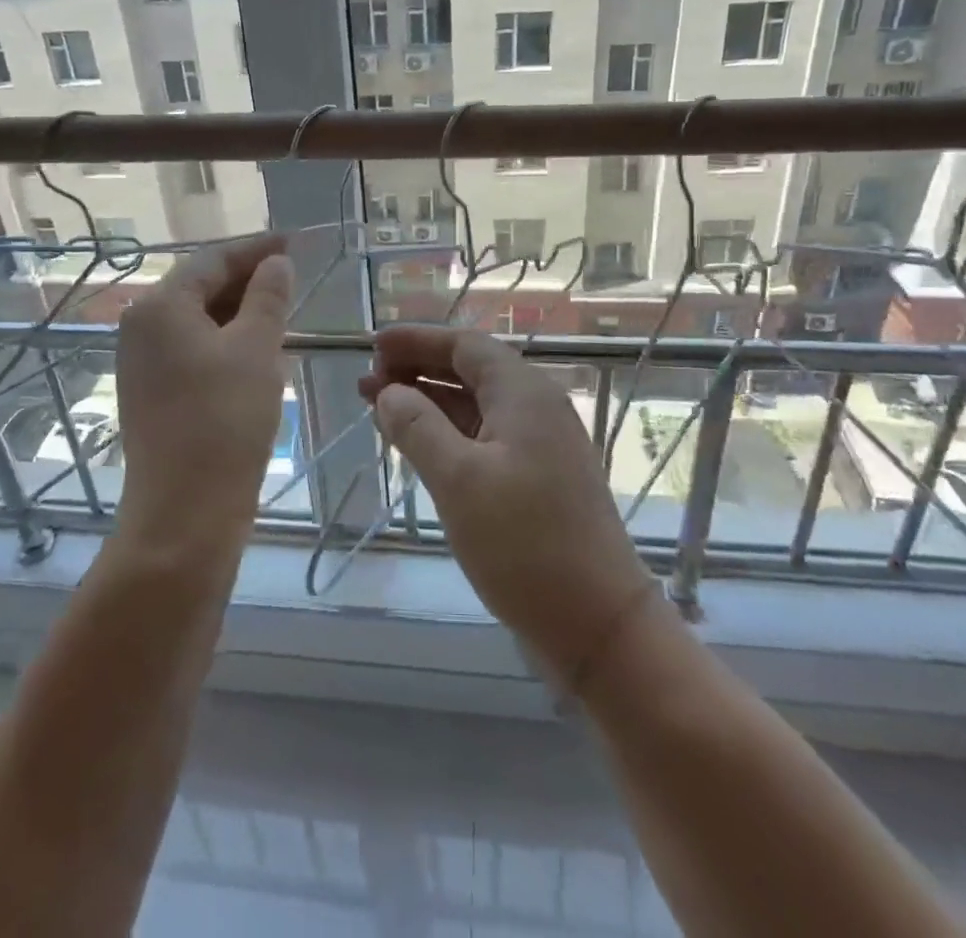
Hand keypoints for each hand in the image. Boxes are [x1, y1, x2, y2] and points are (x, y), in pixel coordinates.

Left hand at [114, 234, 292, 561]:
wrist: (185, 514)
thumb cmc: (224, 421)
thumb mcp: (257, 350)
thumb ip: (268, 297)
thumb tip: (276, 263)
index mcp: (160, 306)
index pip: (213, 259)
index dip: (256, 248)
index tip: (294, 241)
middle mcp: (142, 327)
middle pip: (200, 286)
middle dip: (248, 278)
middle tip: (293, 274)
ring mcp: (143, 363)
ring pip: (198, 319)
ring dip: (240, 310)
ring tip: (282, 307)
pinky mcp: (153, 392)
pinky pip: (193, 348)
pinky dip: (226, 340)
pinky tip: (257, 348)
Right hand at [359, 326, 655, 677]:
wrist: (598, 625)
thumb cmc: (526, 544)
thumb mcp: (459, 480)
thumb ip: (417, 428)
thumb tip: (388, 392)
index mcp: (524, 393)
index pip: (464, 345)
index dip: (417, 340)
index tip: (373, 344)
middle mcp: (536, 408)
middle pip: (469, 371)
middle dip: (417, 370)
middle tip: (367, 380)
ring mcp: (540, 445)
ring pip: (474, 406)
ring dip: (428, 402)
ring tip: (378, 407)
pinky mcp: (537, 479)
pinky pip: (483, 437)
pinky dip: (447, 433)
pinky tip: (417, 445)